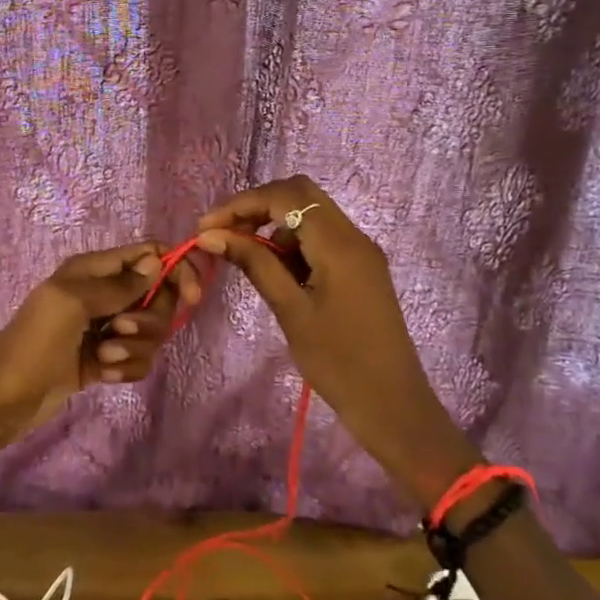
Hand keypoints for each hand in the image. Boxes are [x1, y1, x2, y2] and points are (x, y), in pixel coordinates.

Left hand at [0, 241, 201, 482]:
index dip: (175, 270)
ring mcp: (106, 329)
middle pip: (158, 297)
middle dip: (148, 320)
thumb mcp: (72, 303)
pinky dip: (126, 369)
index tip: (192, 297)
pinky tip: (101, 376)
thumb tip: (157, 261)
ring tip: (102, 359)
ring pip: (151, 332)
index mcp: (93, 270)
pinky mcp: (105, 360)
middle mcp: (104, 294)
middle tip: (118, 332)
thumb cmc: (34, 342)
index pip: (149, 255)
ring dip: (134, 349)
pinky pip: (138, 359)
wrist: (4, 399)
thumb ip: (118, 284)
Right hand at [195, 176, 480, 510]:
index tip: (206, 228)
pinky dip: (293, 242)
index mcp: (340, 244)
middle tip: (224, 233)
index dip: (241, 204)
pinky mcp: (361, 269)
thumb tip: (211, 235)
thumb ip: (254, 264)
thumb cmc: (338, 363)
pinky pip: (322, 238)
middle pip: (301, 194)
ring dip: (274, 223)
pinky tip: (272, 268)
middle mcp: (354, 237)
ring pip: (311, 214)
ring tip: (242, 253)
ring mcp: (361, 252)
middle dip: (257, 206)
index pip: (285, 196)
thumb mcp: (290, 311)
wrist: (393, 405)